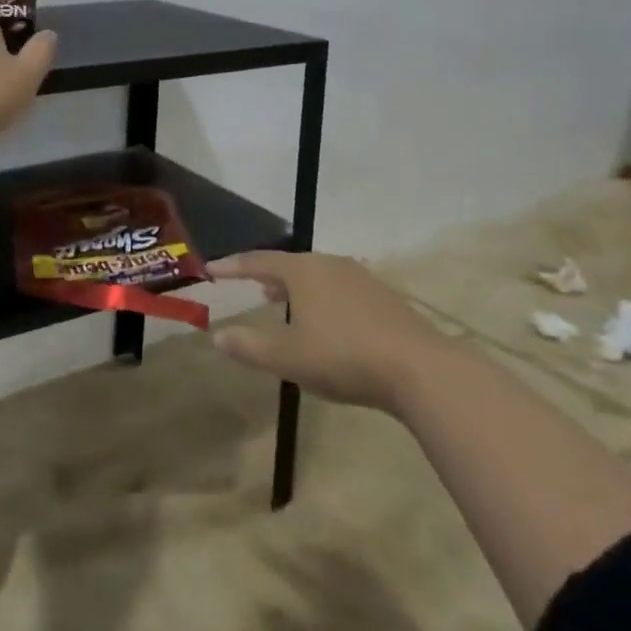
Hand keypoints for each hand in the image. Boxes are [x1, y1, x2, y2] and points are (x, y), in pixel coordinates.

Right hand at [206, 251, 450, 412]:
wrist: (420, 369)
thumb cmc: (343, 356)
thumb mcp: (288, 357)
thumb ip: (249, 346)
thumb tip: (217, 336)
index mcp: (302, 271)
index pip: (258, 261)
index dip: (232, 266)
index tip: (211, 270)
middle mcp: (330, 265)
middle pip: (291, 265)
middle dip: (269, 276)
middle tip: (253, 288)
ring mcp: (362, 279)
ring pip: (318, 277)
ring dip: (297, 289)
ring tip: (286, 305)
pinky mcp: (385, 299)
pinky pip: (341, 290)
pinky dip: (323, 299)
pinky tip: (328, 323)